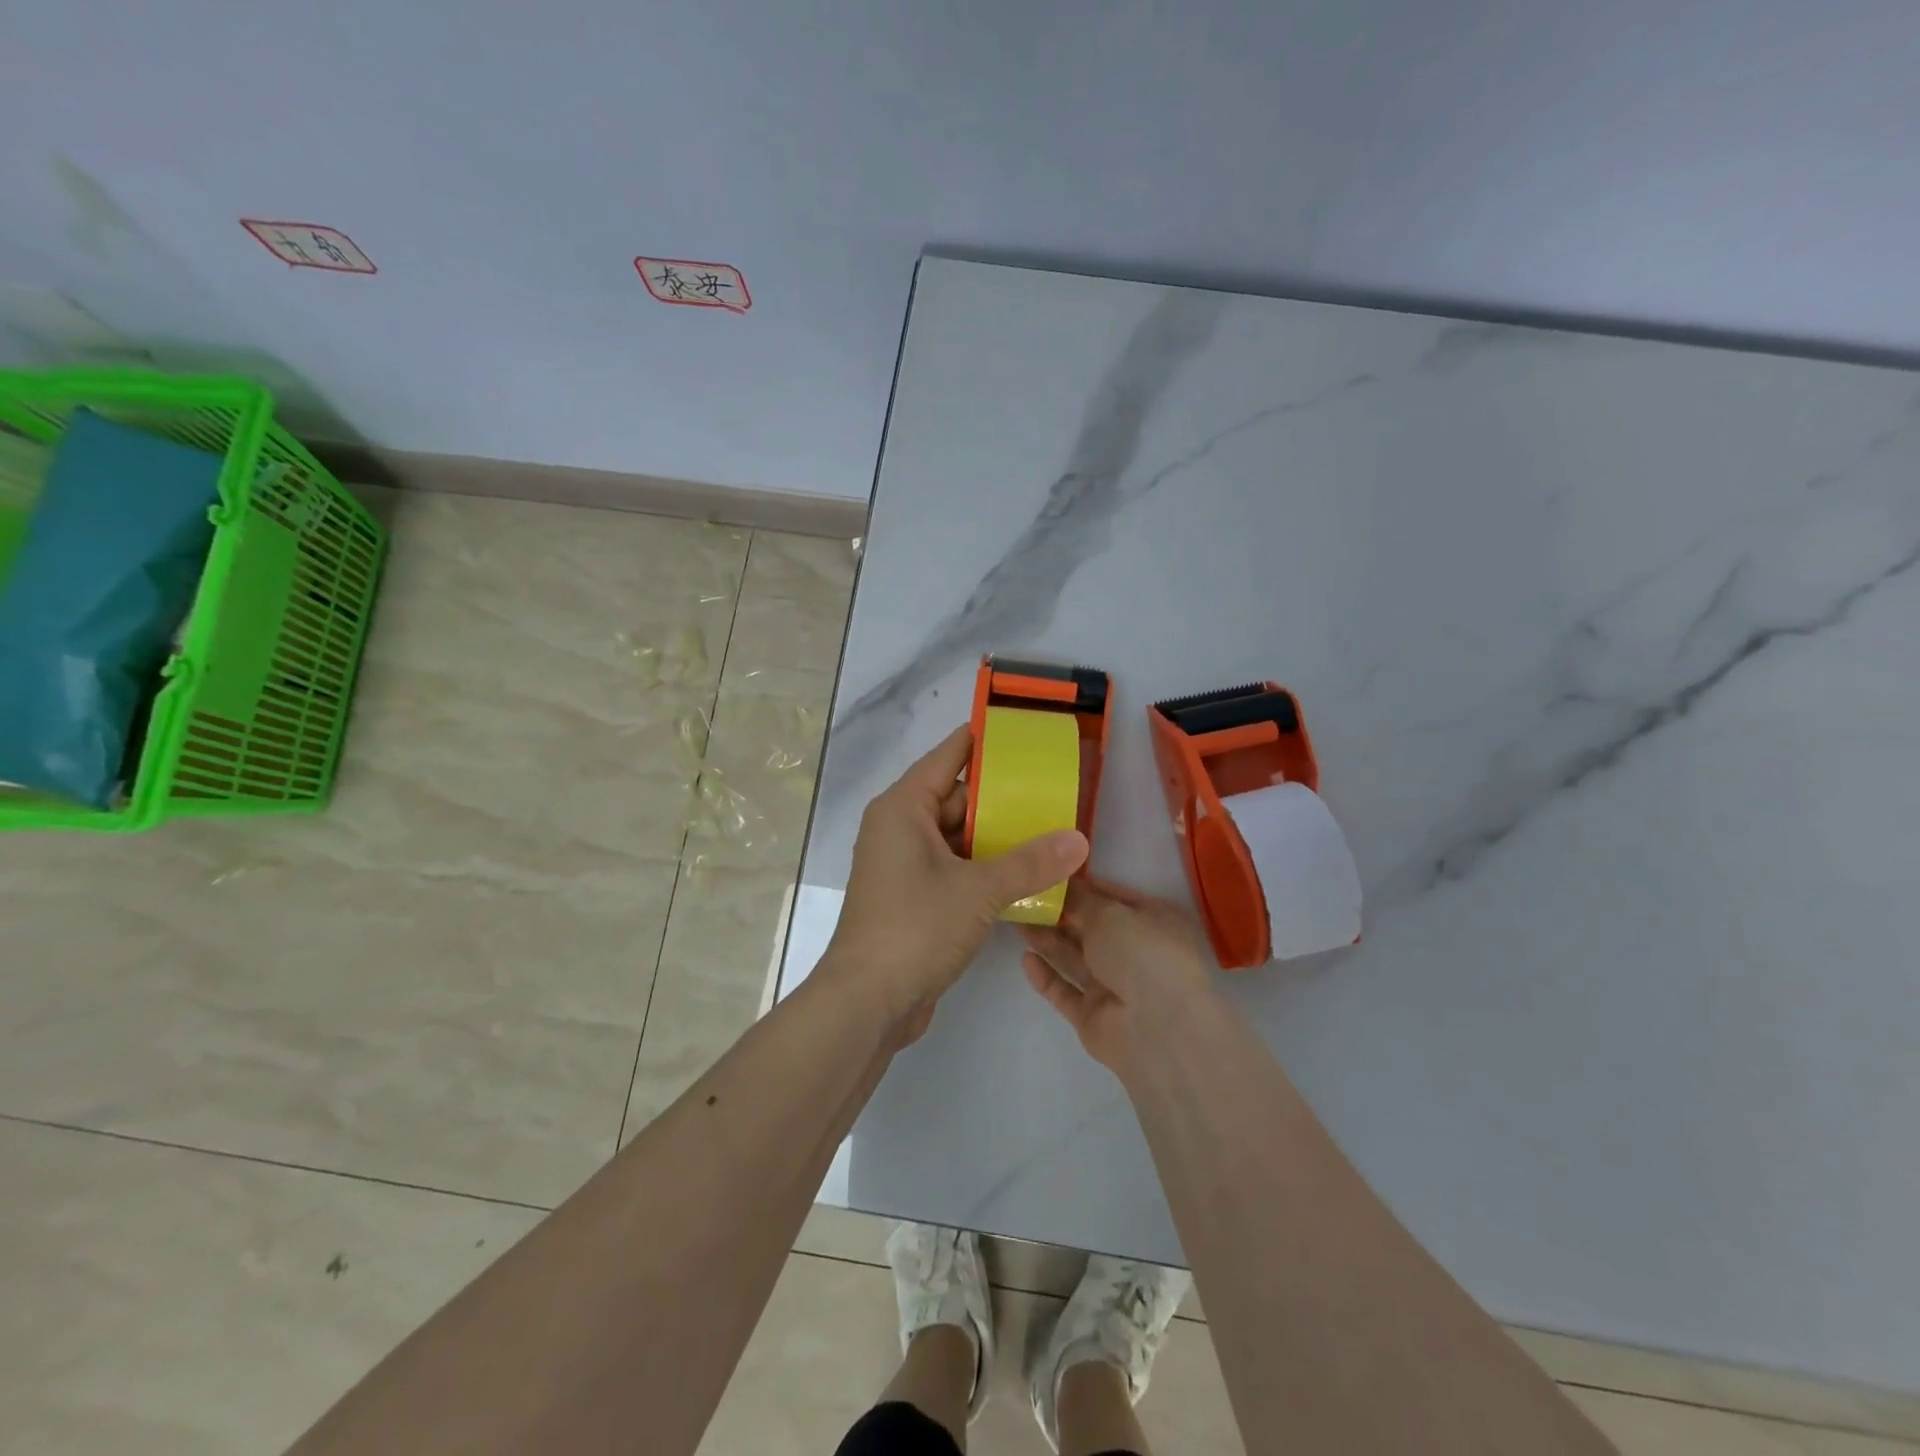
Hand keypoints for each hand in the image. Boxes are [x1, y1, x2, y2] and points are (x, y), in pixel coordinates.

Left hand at [825, 724, 1088, 1042]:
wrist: (867, 1002)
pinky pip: (954, 868)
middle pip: (957, 799)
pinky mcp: (913, 897)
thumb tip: (1080, 840)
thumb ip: (1030, 862)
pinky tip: (1025, 876)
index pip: (948, 757)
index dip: (985, 742)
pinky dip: (984, 869)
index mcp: (903, 808)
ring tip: (1049, 833)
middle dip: (1003, 800)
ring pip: (958, 838)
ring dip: (997, 839)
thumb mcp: (978, 890)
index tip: (1025, 733)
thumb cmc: (915, 928)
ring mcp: (905, 865)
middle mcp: (900, 828)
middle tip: (1053, 794)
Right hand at [1020, 876, 1218, 1076]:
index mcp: (1153, 921)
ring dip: (1047, 939)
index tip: (1046, 873)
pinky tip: (1026, 959)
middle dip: (1058, 913)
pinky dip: (1047, 976)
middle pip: (1090, 928)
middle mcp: (1136, 952)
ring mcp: (1114, 987)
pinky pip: (1065, 991)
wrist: (1159, 1030)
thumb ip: (1080, 899)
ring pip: (1074, 958)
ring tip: (1014, 920)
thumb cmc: (1144, 954)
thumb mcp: (1110, 914)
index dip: (1081, 885)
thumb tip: (1060, 881)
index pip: (1113, 896)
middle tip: (1020, 895)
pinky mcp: (1094, 1016)